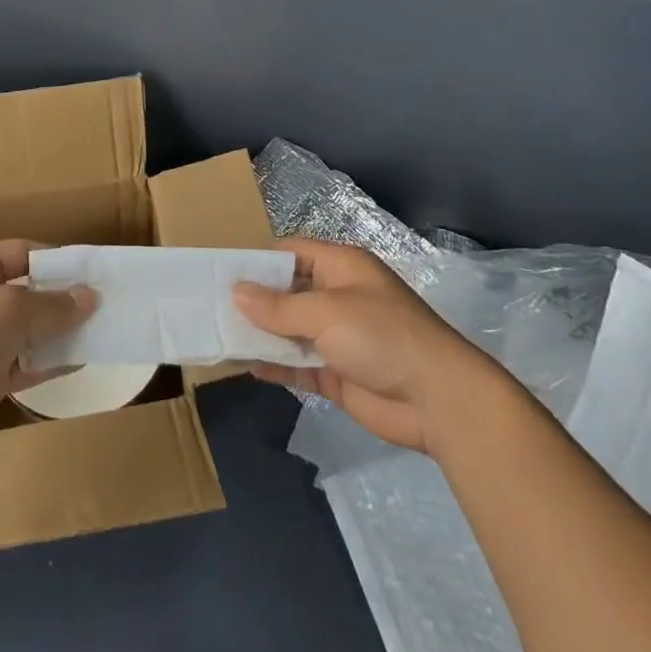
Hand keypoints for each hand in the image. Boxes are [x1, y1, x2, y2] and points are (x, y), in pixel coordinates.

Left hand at [0, 240, 95, 458]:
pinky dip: (48, 361)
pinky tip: (80, 360)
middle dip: (62, 299)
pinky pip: (23, 361)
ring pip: (27, 329)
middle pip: (27, 291)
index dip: (57, 262)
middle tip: (103, 304)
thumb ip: (52, 305)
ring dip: (59, 332)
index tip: (93, 273)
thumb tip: (90, 297)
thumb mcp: (8, 311)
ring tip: (100, 331)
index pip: (22, 253)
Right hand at [234, 239, 481, 452]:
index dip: (260, 261)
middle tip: (212, 305)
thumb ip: (278, 306)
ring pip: (290, 329)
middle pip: (288, 291)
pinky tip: (246, 365)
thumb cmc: (381, 336)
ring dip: (262, 333)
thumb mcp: (326, 311)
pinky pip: (299, 364)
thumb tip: (236, 291)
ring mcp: (338, 337)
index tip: (223, 273)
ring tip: (219, 334)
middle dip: (255, 299)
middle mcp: (338, 296)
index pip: (292, 253)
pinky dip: (276, 364)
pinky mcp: (338, 373)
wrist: (438, 399)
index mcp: (341, 267)